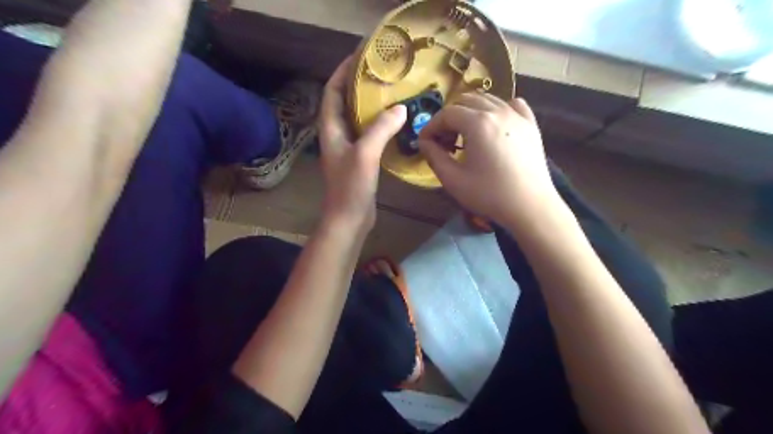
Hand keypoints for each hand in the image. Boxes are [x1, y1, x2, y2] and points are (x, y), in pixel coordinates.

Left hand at [316, 57, 406, 233]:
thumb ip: (381, 129)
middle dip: (359, 85)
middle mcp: (337, 135)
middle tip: (381, 72)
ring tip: (391, 92)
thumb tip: (400, 108)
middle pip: (345, 102)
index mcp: (331, 129)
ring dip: (371, 105)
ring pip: (358, 119)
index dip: (343, 72)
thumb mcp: (365, 154)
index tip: (360, 56)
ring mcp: (349, 148)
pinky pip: (369, 134)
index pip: (333, 92)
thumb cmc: (351, 187)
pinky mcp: (360, 159)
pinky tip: (396, 122)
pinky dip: (380, 124)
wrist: (349, 219)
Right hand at [420, 92, 558, 226]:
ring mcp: (517, 115)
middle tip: (444, 140)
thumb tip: (424, 142)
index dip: (431, 126)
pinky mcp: (531, 124)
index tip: (425, 142)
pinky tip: (494, 125)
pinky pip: (512, 104)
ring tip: (465, 135)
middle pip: (465, 101)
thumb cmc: (489, 195)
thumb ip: (433, 156)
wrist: (530, 207)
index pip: (447, 113)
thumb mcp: (453, 180)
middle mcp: (498, 111)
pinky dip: (497, 109)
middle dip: (449, 118)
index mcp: (477, 123)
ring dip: (470, 112)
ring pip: (487, 99)